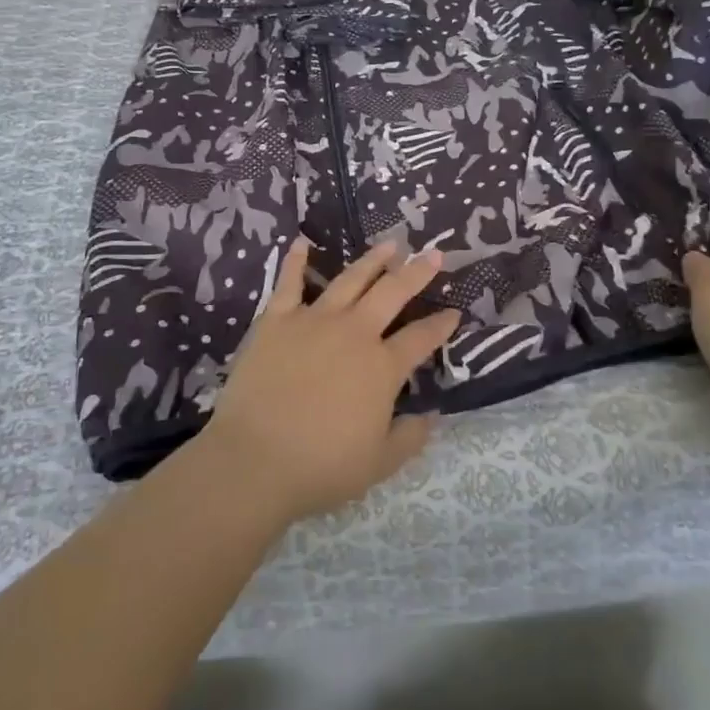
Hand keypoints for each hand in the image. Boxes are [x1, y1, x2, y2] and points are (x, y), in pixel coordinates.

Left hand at [205, 238, 459, 523]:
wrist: (255, 460)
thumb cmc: (321, 466)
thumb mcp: (379, 463)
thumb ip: (410, 437)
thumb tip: (431, 415)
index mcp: (382, 367)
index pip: (421, 338)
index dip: (441, 325)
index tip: (454, 312)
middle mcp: (354, 333)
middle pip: (392, 293)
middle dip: (417, 272)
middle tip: (433, 254)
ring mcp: (314, 320)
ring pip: (350, 280)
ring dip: (372, 260)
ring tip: (390, 245)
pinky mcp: (277, 320)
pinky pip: (290, 283)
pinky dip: (297, 261)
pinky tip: (303, 243)